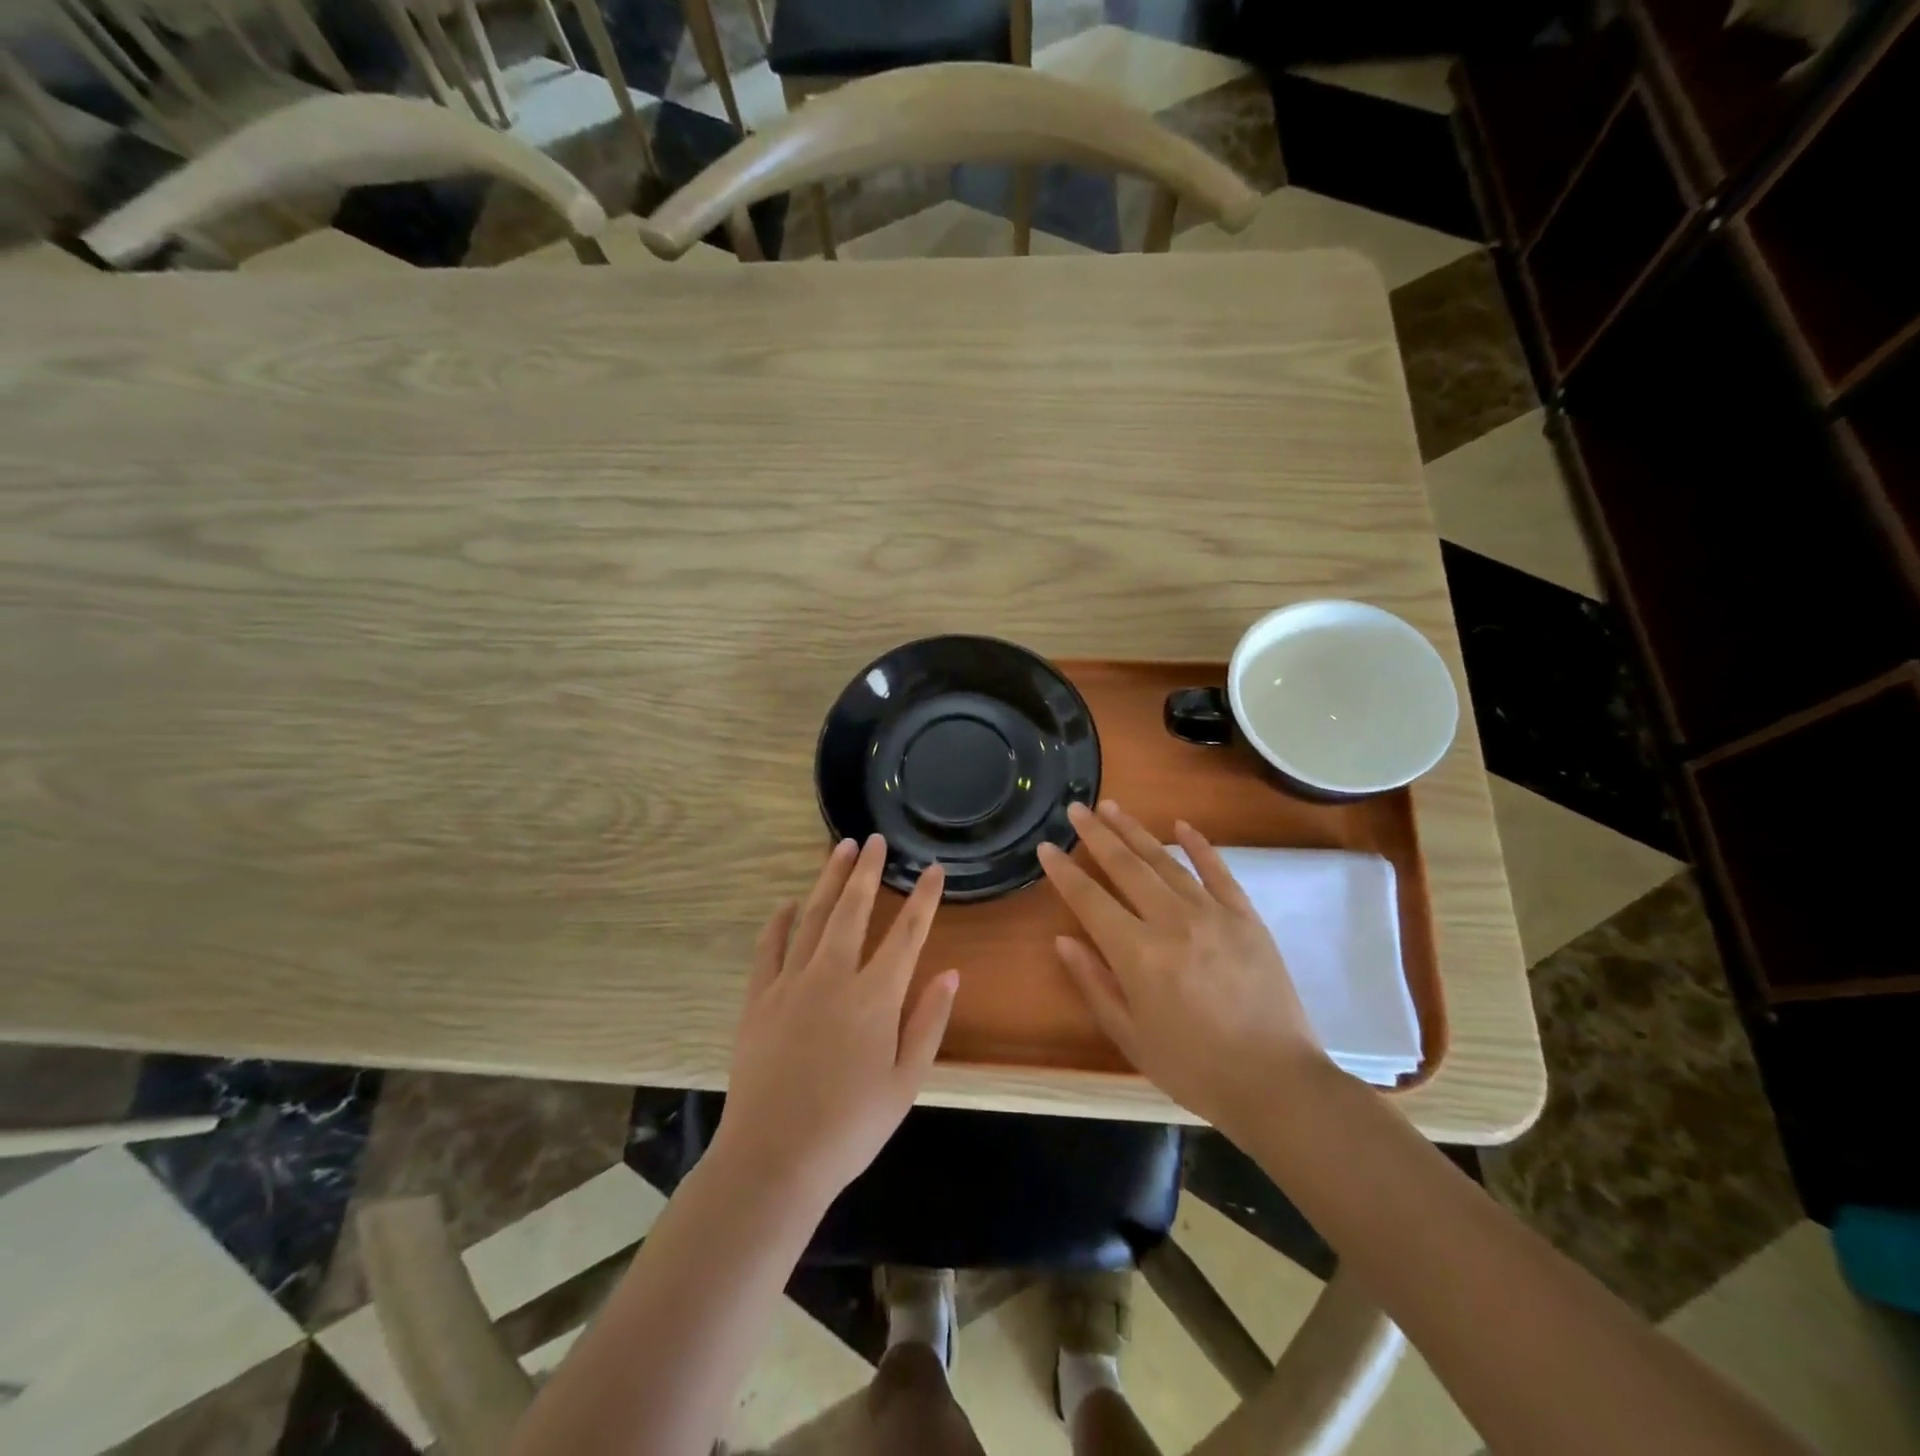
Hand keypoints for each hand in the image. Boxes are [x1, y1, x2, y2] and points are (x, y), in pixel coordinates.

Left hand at [715, 835, 959, 1206]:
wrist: (773, 1160)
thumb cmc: (850, 1128)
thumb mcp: (906, 1083)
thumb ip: (929, 1023)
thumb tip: (951, 973)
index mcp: (875, 997)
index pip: (907, 934)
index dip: (924, 898)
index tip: (934, 869)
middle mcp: (833, 977)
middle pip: (853, 909)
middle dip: (868, 871)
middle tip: (876, 840)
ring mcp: (791, 983)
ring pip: (813, 917)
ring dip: (828, 880)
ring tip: (840, 849)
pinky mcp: (758, 998)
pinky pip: (769, 947)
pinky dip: (780, 920)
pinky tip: (789, 903)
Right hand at [1038, 800, 1331, 1132]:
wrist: (1276, 1084)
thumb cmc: (1193, 1068)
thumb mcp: (1130, 1036)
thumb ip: (1094, 983)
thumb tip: (1063, 940)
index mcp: (1138, 954)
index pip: (1090, 899)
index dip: (1064, 871)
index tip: (1046, 847)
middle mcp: (1172, 922)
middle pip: (1126, 866)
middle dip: (1096, 835)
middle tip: (1077, 808)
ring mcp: (1213, 914)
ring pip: (1165, 862)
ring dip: (1136, 831)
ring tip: (1112, 807)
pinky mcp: (1246, 917)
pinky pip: (1218, 872)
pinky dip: (1198, 846)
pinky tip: (1180, 826)